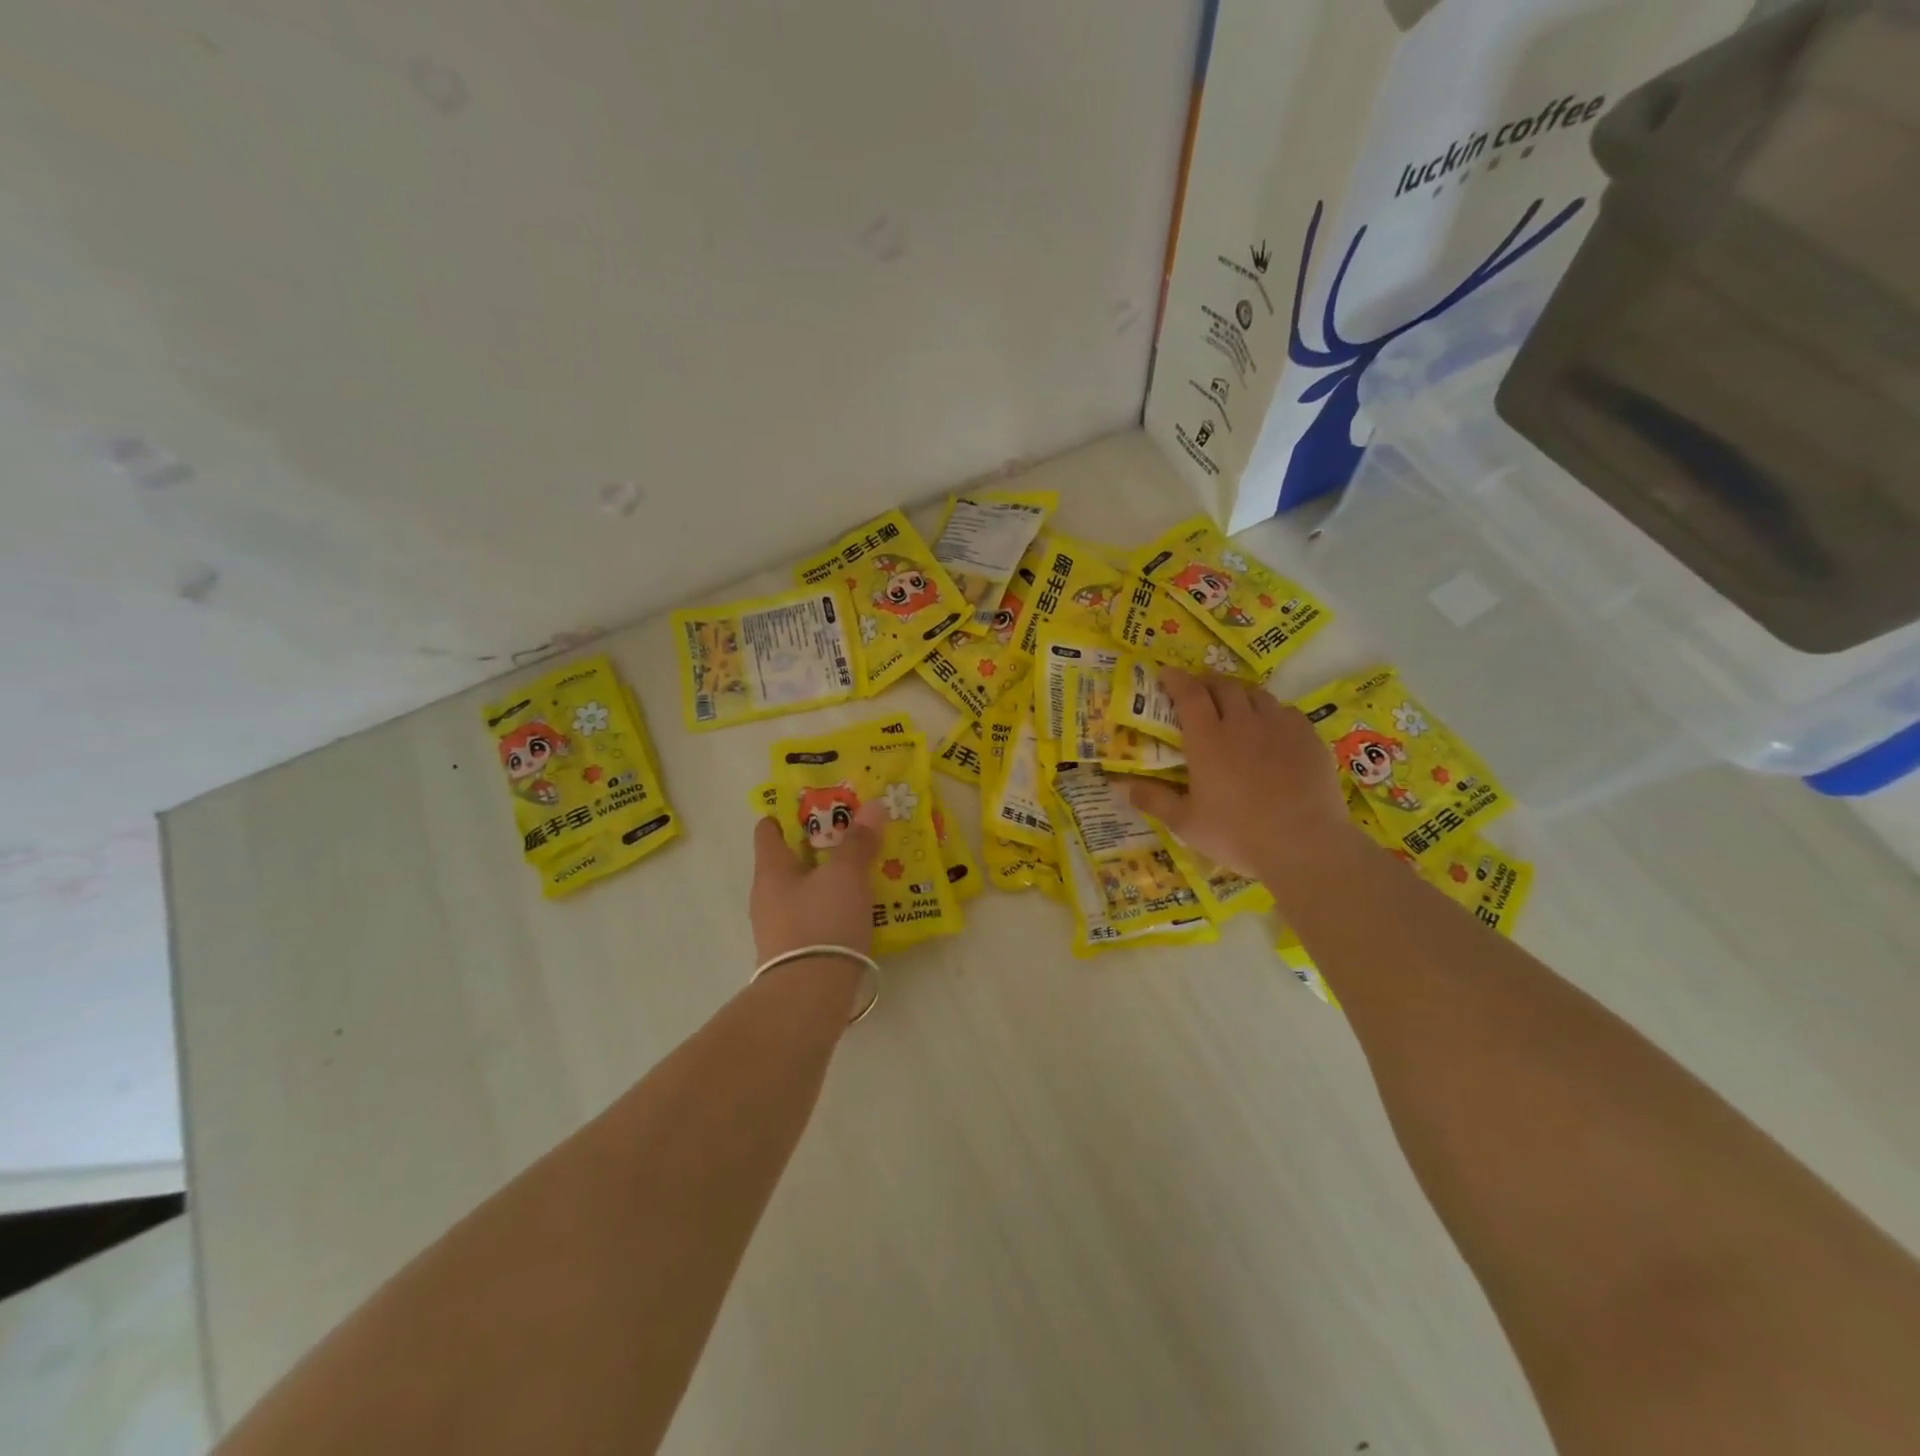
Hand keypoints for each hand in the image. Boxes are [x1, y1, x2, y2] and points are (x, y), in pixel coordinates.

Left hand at [749, 803, 884, 961]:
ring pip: (804, 890)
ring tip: (862, 871)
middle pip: (790, 861)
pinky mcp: (795, 953)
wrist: (809, 996)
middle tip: (852, 834)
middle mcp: (767, 896)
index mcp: (771, 870)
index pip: (768, 831)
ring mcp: (778, 928)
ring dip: (828, 879)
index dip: (789, 815)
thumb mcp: (846, 876)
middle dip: (818, 847)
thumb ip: (858, 841)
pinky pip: (814, 918)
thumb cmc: (822, 922)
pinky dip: (833, 908)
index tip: (816, 806)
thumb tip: (873, 806)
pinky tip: (858, 909)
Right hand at [1126, 669, 1363, 888]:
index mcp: (1207, 739)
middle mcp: (1242, 722)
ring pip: (1257, 694)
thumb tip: (1118, 786)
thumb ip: (1153, 799)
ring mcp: (1280, 727)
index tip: (1165, 674)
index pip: (1188, 693)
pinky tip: (1270, 729)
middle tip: (1198, 691)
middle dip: (1207, 682)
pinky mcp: (1309, 738)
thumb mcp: (1185, 823)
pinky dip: (1271, 712)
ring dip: (1239, 694)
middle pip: (1223, 685)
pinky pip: (1286, 711)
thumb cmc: (1237, 834)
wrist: (1304, 845)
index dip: (1175, 679)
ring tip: (1234, 706)